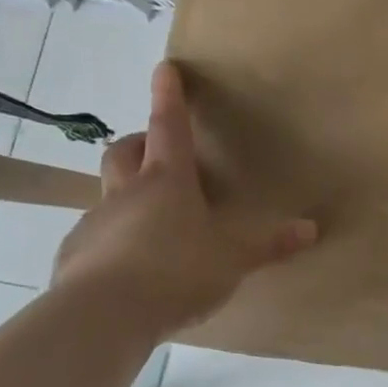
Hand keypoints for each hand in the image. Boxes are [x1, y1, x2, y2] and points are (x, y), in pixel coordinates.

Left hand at [52, 62, 315, 340]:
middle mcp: (127, 193)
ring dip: (128, 196)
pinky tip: (131, 268)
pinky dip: (115, 240)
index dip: (168, 96)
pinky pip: (98, 237)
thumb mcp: (232, 260)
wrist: (101, 318)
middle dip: (140, 143)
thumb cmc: (175, 272)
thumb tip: (312, 229)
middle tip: (157, 150)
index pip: (168, 127)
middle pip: (125, 152)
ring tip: (154, 223)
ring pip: (110, 195)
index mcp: (167, 181)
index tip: (164, 68)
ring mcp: (96, 223)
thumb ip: (270, 245)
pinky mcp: (75, 256)